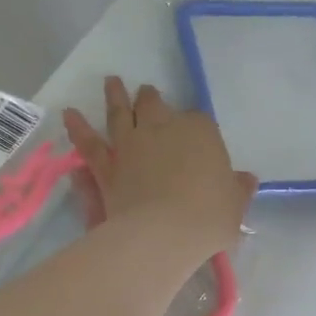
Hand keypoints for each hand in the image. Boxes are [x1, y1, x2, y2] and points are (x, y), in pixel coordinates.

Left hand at [64, 78, 256, 261]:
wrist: (165, 233)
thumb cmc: (208, 218)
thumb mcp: (235, 205)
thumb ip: (238, 189)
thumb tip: (246, 179)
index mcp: (200, 132)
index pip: (199, 122)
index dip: (195, 127)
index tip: (194, 134)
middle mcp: (163, 128)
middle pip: (154, 105)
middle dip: (151, 98)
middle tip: (146, 93)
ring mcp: (131, 143)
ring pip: (120, 113)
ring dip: (115, 96)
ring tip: (111, 82)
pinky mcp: (107, 165)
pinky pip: (89, 143)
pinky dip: (78, 128)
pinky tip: (69, 114)